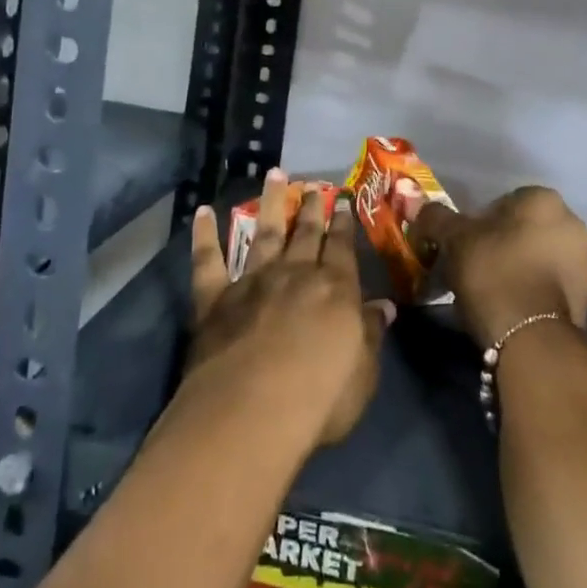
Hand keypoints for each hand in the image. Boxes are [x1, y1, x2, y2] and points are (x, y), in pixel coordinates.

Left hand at [188, 171, 394, 448]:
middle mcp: (294, 274)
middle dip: (311, 208)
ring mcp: (252, 281)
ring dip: (269, 202)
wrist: (250, 412)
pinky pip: (208, 259)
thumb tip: (384, 306)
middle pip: (305, 233)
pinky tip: (202, 212)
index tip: (342, 202)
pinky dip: (204, 234)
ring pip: (262, 232)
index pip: (342, 248)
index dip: (343, 225)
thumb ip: (370, 334)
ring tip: (275, 175)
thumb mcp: (362, 373)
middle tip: (314, 185)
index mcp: (334, 289)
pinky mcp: (214, 297)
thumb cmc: (318, 400)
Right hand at [404, 186, 586, 347]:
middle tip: (477, 266)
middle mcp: (572, 222)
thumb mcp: (454, 240)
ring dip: (523, 266)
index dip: (480, 222)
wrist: (531, 336)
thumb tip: (419, 205)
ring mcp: (586, 260)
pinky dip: (537, 289)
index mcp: (543, 199)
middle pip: (526, 228)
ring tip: (495, 290)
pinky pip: (554, 283)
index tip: (465, 244)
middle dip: (505, 243)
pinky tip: (515, 306)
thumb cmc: (493, 272)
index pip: (505, 201)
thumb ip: (437, 217)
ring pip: (542, 255)